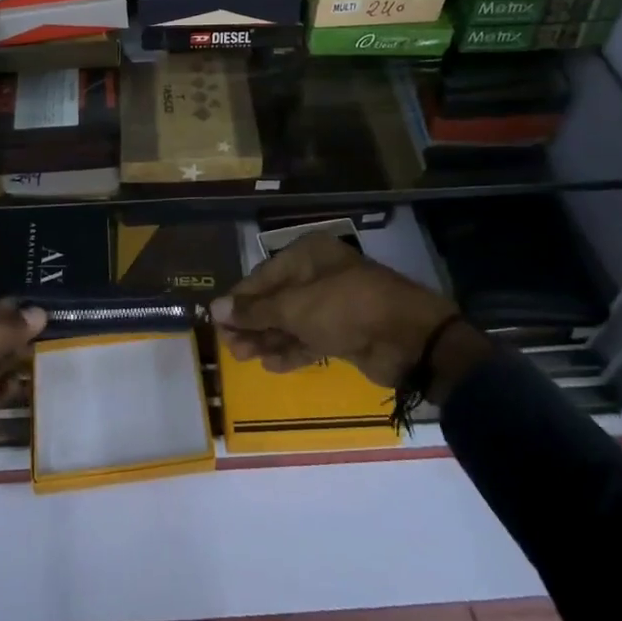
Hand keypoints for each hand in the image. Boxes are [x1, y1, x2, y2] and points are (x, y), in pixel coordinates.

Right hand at [210, 232, 481, 394]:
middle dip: (252, 323)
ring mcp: (333, 306)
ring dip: (267, 339)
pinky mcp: (344, 334)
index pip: (263, 275)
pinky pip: (310, 340)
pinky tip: (270, 365)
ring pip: (291, 322)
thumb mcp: (295, 307)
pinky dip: (291, 351)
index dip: (240, 299)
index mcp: (308, 255)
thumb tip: (214, 308)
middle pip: (276, 300)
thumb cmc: (344, 307)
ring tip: (242, 358)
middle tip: (229, 346)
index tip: (217, 320)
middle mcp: (319, 276)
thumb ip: (255, 311)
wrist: (407, 339)